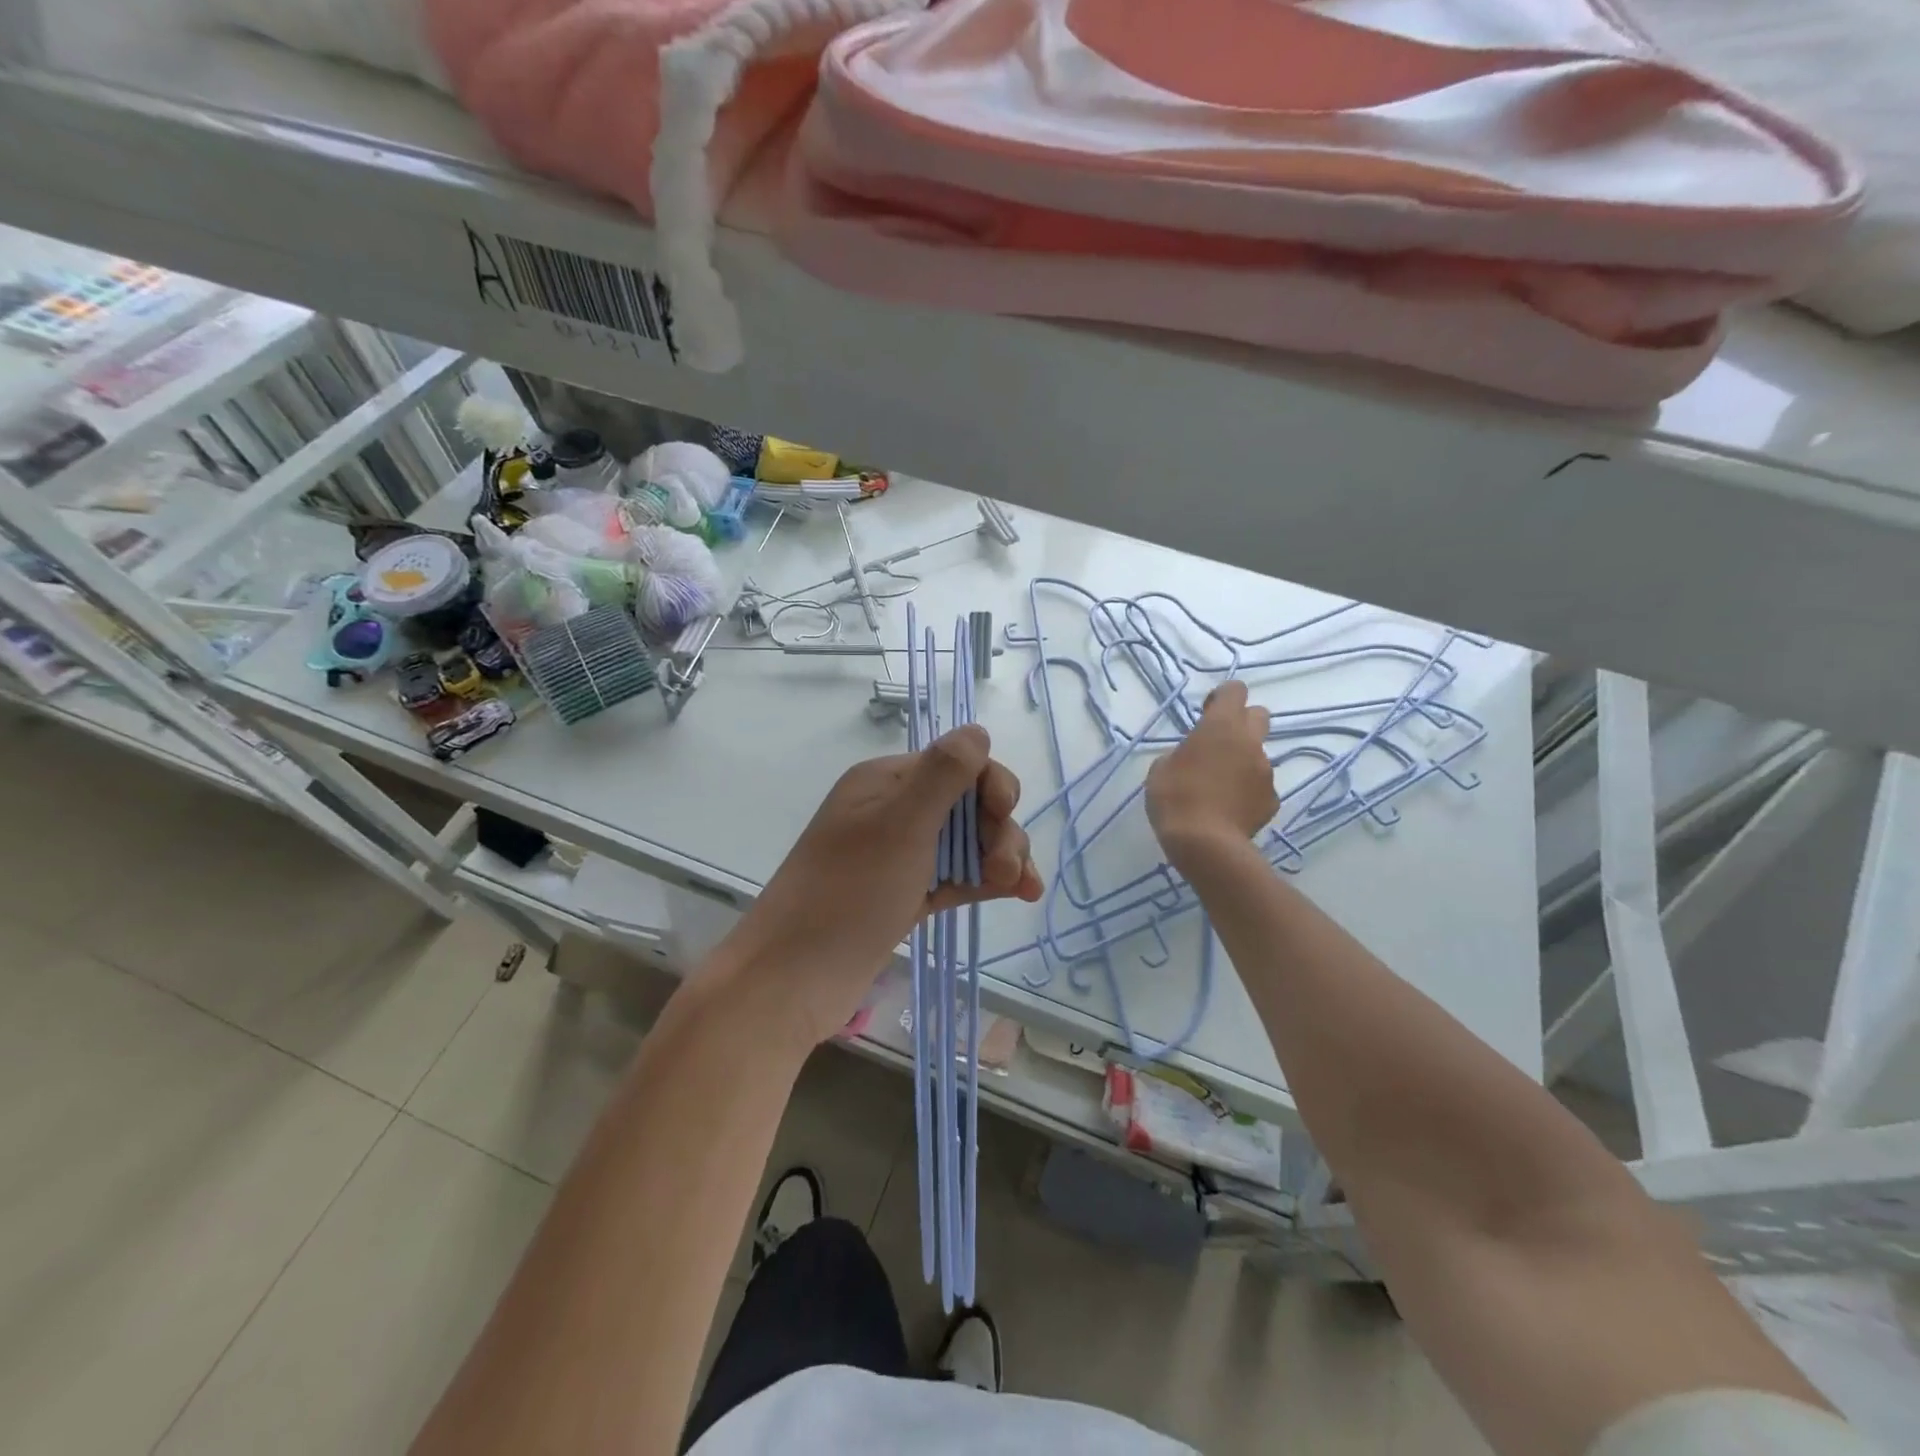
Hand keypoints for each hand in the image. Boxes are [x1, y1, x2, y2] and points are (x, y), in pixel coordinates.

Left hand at [721, 725, 1041, 1046]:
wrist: (796, 977)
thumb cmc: (850, 891)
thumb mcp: (900, 823)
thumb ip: (944, 773)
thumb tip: (976, 729)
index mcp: (886, 781)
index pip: (955, 764)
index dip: (989, 783)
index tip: (1003, 811)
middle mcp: (894, 811)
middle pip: (968, 804)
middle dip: (998, 828)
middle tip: (1007, 868)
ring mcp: (902, 856)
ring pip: (968, 842)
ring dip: (1000, 856)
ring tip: (1019, 888)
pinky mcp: (909, 895)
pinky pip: (959, 876)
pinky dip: (988, 880)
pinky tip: (1020, 894)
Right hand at [1145, 680, 1276, 852]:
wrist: (1206, 844)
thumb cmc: (1175, 798)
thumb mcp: (1161, 769)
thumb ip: (1181, 754)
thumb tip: (1192, 758)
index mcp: (1221, 726)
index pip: (1235, 690)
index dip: (1222, 697)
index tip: (1206, 713)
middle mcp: (1249, 742)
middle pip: (1258, 715)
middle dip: (1241, 722)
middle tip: (1217, 743)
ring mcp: (1265, 772)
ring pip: (1258, 754)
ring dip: (1241, 761)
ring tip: (1218, 786)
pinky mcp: (1272, 800)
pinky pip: (1260, 786)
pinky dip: (1246, 791)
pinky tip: (1228, 808)